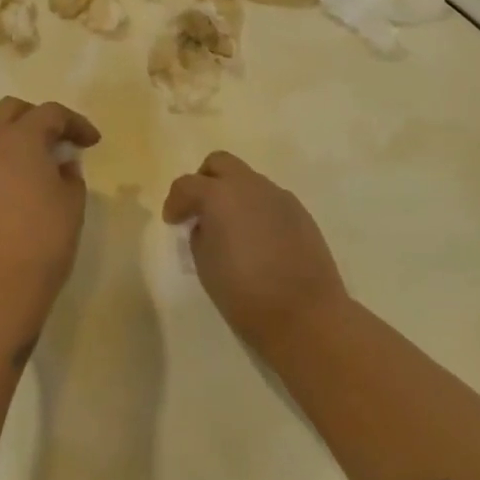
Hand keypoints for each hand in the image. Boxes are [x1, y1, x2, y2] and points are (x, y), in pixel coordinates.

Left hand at [0, 97, 101, 340]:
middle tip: (61, 141)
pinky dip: (3, 159)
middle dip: (39, 118)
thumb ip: (70, 175)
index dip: (75, 123)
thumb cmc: (41, 242)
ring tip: (41, 164)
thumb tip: (61, 166)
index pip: (50, 113)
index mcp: (19, 138)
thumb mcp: (71, 204)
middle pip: (11, 110)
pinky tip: (20, 186)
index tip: (93, 143)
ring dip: (17, 137)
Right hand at [163, 151, 348, 354]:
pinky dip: (256, 209)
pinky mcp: (300, 212)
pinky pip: (269, 199)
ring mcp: (278, 196)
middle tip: (200, 210)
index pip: (187, 185)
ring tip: (231, 229)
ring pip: (247, 180)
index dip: (175, 202)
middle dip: (204, 181)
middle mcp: (249, 186)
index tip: (173, 222)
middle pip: (219, 163)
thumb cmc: (245, 294)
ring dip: (233, 195)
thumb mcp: (205, 265)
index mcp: (219, 195)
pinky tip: (258, 239)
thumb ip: (200, 234)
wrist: (306, 316)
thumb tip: (206, 224)